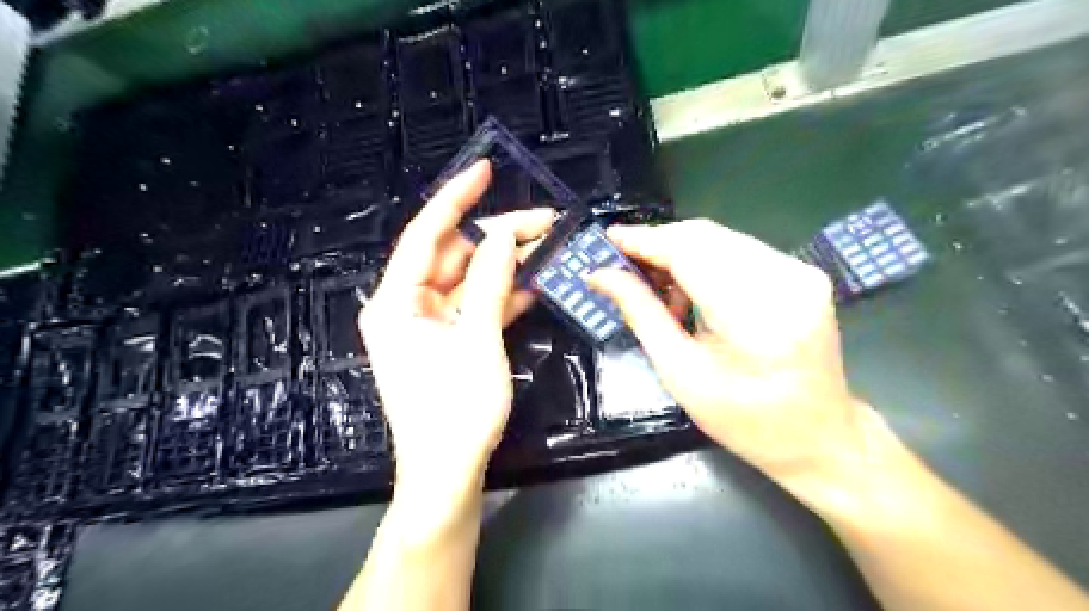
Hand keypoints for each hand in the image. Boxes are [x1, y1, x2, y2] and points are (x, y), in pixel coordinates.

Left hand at [362, 160, 556, 502]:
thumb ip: (489, 282)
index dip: (456, 199)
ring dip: (506, 266)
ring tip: (547, 247)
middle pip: (454, 256)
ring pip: (469, 279)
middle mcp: (406, 306)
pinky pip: (475, 305)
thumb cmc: (456, 409)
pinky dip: (502, 295)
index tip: (485, 170)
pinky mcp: (449, 340)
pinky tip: (534, 282)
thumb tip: (502, 235)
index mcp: (396, 301)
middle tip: (544, 223)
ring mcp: (429, 324)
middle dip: (497, 238)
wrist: (449, 473)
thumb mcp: (478, 340)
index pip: (426, 235)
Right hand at [592, 221, 864, 485]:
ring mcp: (800, 272)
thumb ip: (641, 315)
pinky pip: (738, 250)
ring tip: (657, 290)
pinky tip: (690, 291)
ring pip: (720, 239)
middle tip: (623, 267)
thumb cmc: (746, 422)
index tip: (607, 240)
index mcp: (756, 317)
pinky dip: (704, 261)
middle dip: (658, 246)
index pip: (690, 252)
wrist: (820, 437)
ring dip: (679, 254)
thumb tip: (600, 275)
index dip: (644, 241)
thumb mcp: (681, 374)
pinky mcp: (802, 272)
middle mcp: (786, 280)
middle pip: (705, 236)